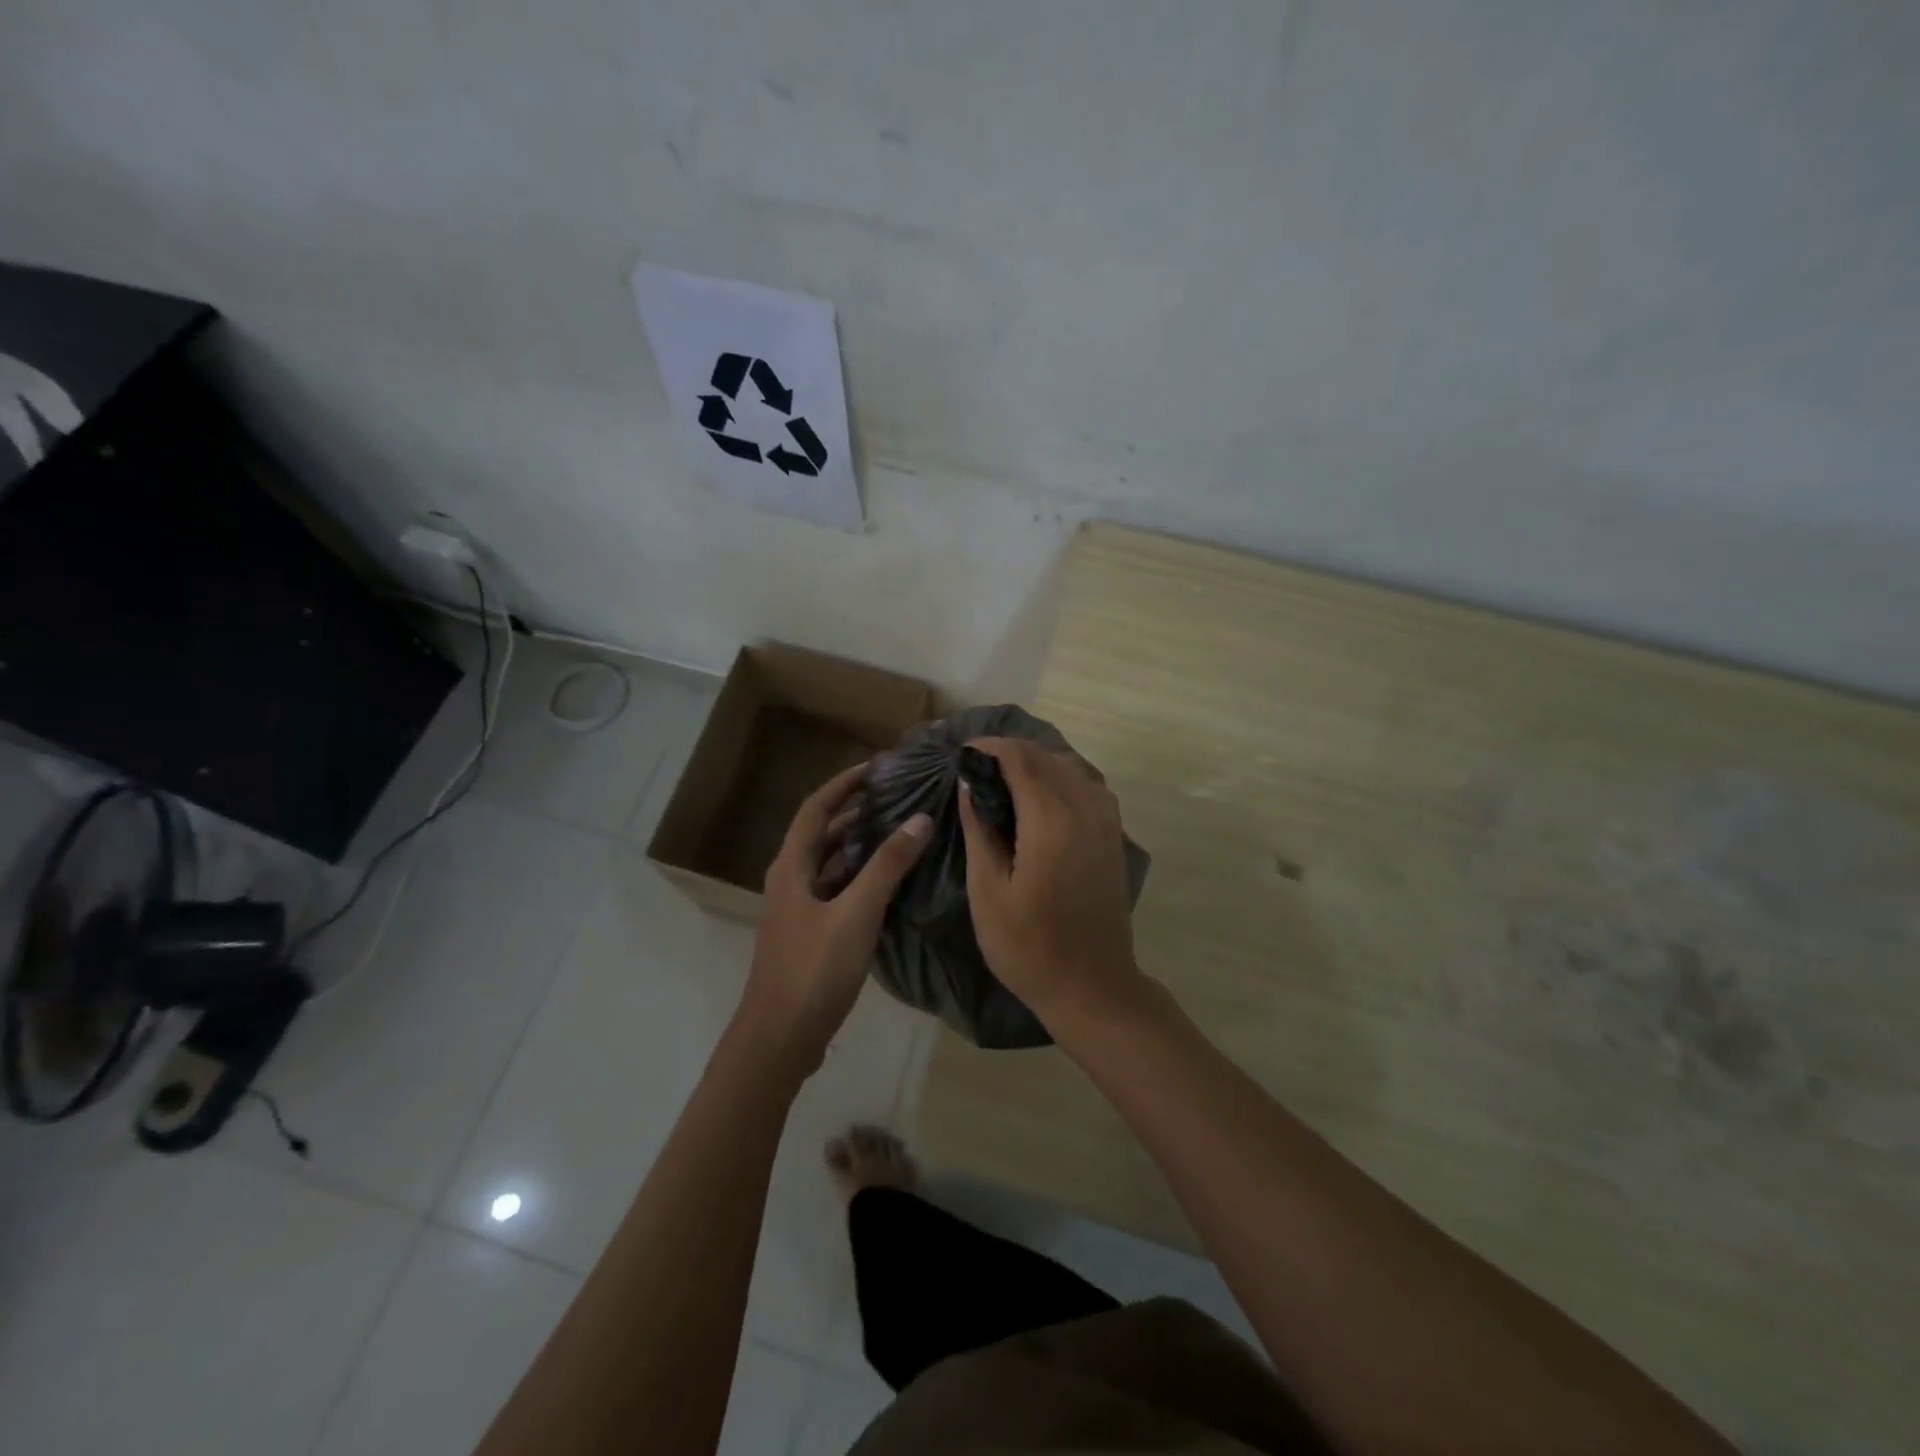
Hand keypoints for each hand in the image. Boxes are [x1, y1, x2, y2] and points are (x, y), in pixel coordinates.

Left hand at [737, 762, 931, 1075]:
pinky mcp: (809, 934)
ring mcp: (797, 909)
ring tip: (897, 831)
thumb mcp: (856, 913)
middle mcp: (790, 880)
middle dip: (854, 811)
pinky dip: (859, 877)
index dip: (844, 784)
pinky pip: (836, 890)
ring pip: (829, 863)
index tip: (877, 767)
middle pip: (821, 833)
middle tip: (895, 797)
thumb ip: (888, 866)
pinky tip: (888, 883)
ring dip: (858, 844)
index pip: (816, 808)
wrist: (779, 1038)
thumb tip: (920, 820)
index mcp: (792, 867)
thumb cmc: (814, 969)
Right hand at [956, 737, 1144, 1026]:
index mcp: (1051, 820)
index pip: (1019, 758)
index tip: (961, 753)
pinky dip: (1057, 777)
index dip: (988, 747)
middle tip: (974, 768)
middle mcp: (1084, 808)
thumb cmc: (1028, 947)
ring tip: (1001, 781)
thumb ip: (979, 829)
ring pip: (1068, 765)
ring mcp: (1105, 819)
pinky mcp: (1113, 833)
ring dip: (1034, 762)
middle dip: (1008, 752)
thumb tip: (968, 783)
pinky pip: (1085, 784)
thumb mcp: (988, 891)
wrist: (1093, 986)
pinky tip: (1036, 798)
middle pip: (1045, 756)